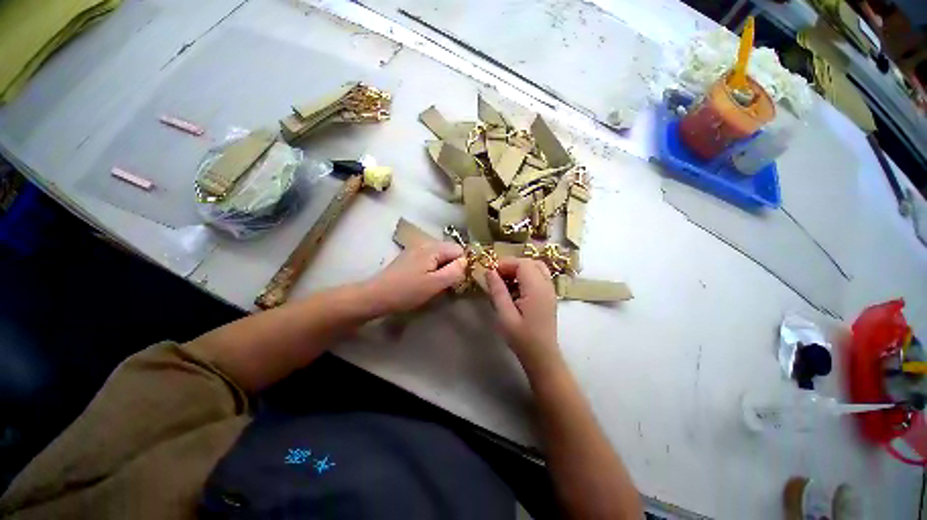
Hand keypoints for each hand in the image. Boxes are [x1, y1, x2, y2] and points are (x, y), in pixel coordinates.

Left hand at [367, 242, 466, 314]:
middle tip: (449, 284)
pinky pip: (430, 260)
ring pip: (440, 256)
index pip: (459, 250)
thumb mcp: (435, 284)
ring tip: (438, 284)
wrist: (376, 295)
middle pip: (450, 251)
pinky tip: (427, 281)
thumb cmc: (407, 291)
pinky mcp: (410, 258)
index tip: (459, 280)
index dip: (463, 264)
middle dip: (453, 266)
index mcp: (433, 248)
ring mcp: (416, 250)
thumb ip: (454, 271)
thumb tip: (466, 262)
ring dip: (443, 269)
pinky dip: (433, 269)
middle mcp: (425, 244)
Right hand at [486, 258, 559, 365]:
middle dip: (512, 265)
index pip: (522, 264)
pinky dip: (526, 276)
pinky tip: (515, 289)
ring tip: (505, 282)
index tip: (491, 273)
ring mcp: (550, 290)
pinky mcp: (549, 295)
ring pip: (536, 267)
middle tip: (497, 277)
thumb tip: (490, 271)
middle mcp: (547, 285)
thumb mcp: (505, 315)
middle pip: (530, 262)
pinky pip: (538, 276)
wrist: (542, 356)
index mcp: (537, 289)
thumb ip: (498, 291)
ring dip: (519, 270)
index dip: (505, 264)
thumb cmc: (522, 338)